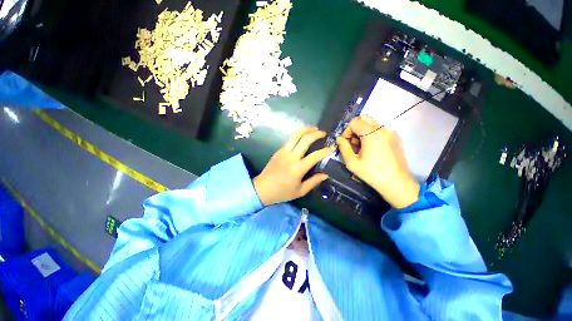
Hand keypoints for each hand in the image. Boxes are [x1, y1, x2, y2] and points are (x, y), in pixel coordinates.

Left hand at [253, 126, 334, 205]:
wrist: (262, 188)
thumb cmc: (282, 192)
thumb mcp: (300, 191)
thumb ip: (314, 182)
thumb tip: (325, 175)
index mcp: (298, 168)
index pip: (315, 155)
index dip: (325, 151)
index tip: (332, 148)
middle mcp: (291, 157)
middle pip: (305, 139)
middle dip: (316, 134)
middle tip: (323, 133)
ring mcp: (283, 151)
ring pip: (295, 135)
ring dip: (305, 129)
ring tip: (313, 128)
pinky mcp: (278, 150)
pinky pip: (289, 139)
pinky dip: (298, 134)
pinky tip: (302, 136)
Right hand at [336, 116, 419, 208]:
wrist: (396, 183)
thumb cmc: (372, 173)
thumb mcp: (352, 162)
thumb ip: (343, 147)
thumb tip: (339, 138)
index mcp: (371, 133)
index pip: (354, 122)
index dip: (347, 131)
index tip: (346, 143)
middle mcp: (383, 129)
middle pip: (364, 119)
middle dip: (355, 129)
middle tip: (353, 144)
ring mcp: (391, 132)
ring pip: (372, 124)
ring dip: (363, 132)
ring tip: (362, 148)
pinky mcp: (396, 138)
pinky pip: (380, 130)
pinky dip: (372, 135)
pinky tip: (372, 149)